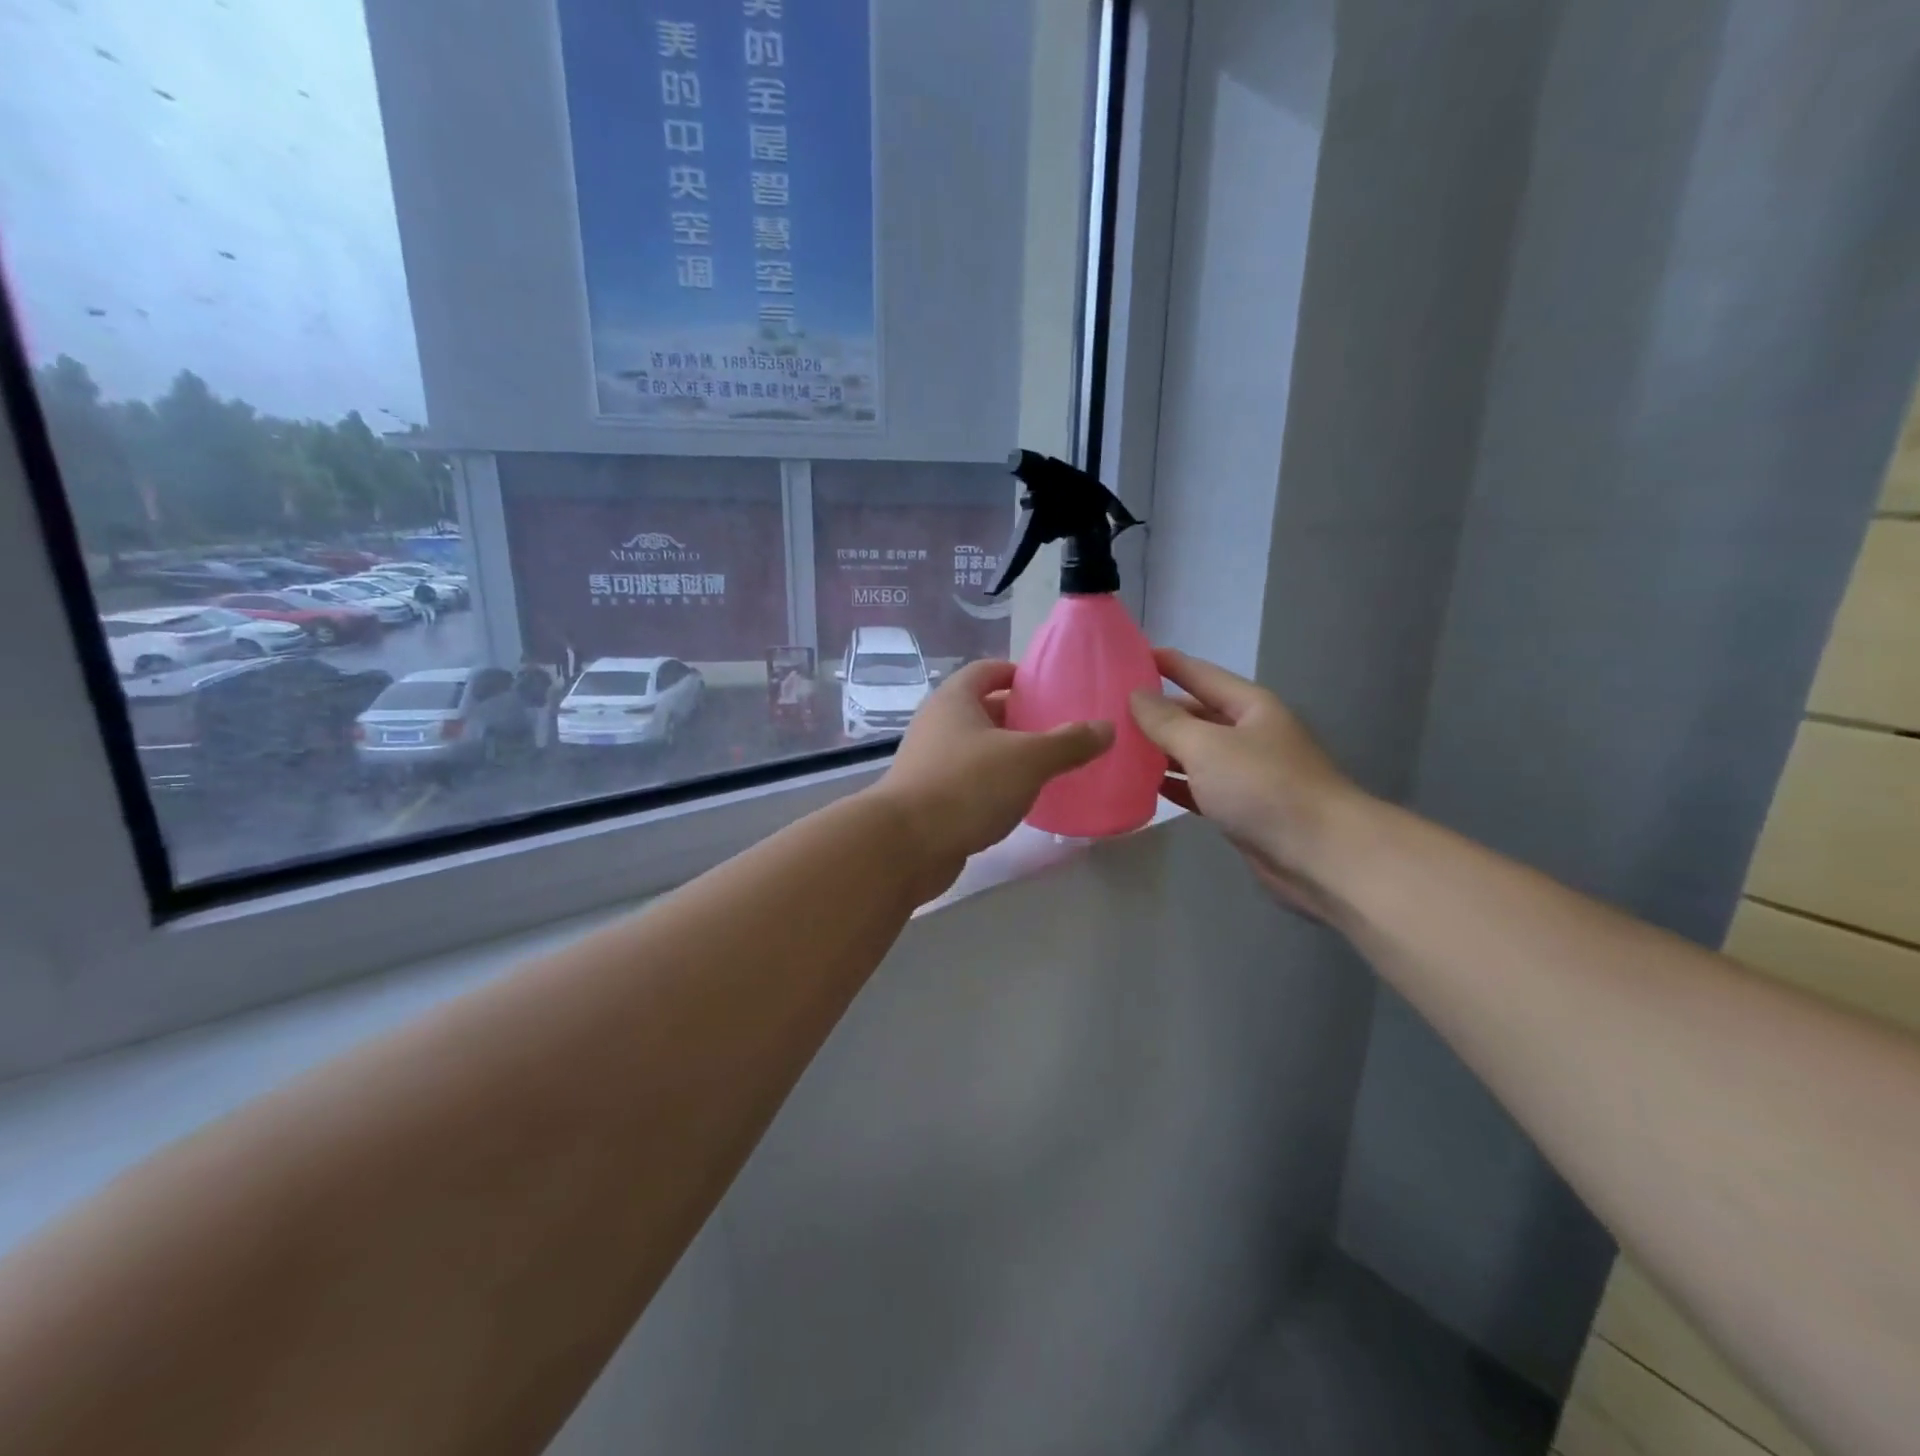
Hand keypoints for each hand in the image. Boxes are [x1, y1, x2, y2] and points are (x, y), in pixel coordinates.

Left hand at [870, 659, 1114, 899]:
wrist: (905, 845)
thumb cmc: (966, 785)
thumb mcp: (1027, 759)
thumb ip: (1068, 743)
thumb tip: (1105, 728)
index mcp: (955, 700)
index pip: (987, 671)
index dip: (1017, 673)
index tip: (1048, 687)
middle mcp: (937, 724)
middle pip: (983, 709)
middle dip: (1020, 717)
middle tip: (1060, 729)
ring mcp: (930, 762)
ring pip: (977, 748)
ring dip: (1008, 754)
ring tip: (1048, 765)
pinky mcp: (930, 797)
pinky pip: (969, 780)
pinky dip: (994, 784)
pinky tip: (1020, 800)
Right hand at [1128, 649, 1369, 917]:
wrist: (1319, 854)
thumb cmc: (1263, 787)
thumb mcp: (1206, 746)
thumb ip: (1167, 721)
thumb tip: (1136, 694)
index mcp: (1249, 706)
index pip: (1200, 674)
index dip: (1166, 663)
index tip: (1127, 656)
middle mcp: (1248, 733)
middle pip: (1195, 714)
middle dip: (1156, 712)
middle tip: (1108, 710)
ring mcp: (1246, 773)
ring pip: (1194, 753)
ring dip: (1160, 751)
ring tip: (1116, 746)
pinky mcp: (1241, 808)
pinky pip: (1199, 787)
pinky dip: (1174, 784)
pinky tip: (1142, 785)